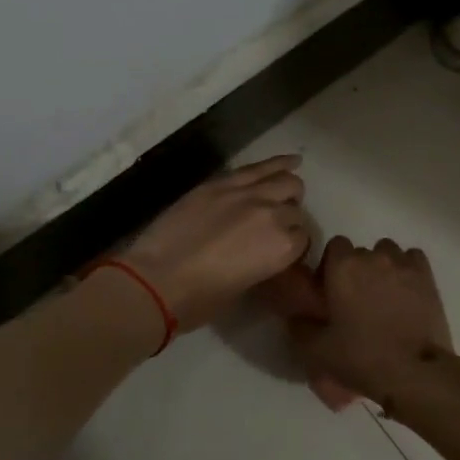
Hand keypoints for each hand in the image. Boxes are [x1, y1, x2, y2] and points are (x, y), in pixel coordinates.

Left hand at [119, 156, 309, 331]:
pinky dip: (278, 163)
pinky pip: (257, 168)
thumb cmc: (200, 299)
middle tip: (276, 228)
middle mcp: (273, 216)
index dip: (292, 245)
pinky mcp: (221, 183)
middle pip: (295, 211)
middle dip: (290, 219)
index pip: (302, 239)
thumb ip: (263, 263)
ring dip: (289, 189)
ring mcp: (247, 194)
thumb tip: (263, 252)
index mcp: (283, 249)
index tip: (280, 251)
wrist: (157, 278)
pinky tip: (291, 161)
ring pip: (285, 183)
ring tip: (286, 193)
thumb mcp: (243, 287)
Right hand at [288, 236, 452, 403]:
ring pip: (388, 252)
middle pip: (361, 252)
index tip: (331, 291)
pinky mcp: (428, 277)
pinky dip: (407, 269)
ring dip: (383, 267)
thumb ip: (299, 327)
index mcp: (343, 267)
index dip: (331, 266)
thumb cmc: (361, 357)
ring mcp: (403, 264)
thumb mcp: (316, 350)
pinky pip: (413, 259)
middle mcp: (373, 257)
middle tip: (356, 300)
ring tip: (383, 295)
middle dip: (356, 270)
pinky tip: (406, 291)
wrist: (413, 372)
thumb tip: (295, 316)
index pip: (335, 245)